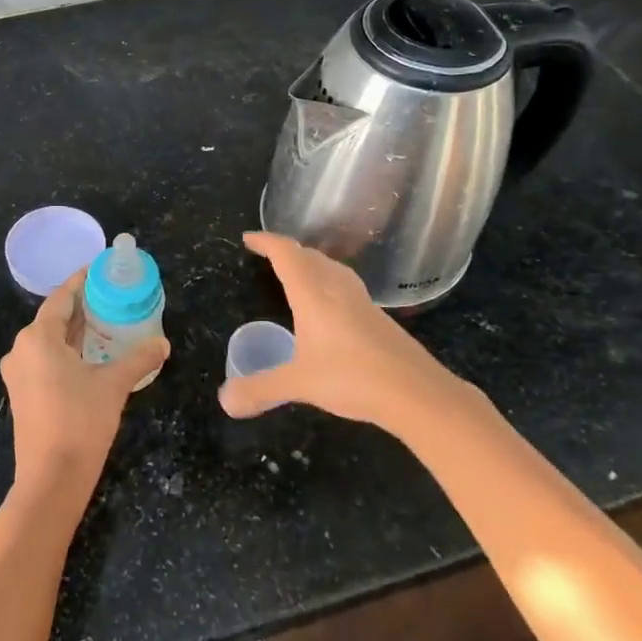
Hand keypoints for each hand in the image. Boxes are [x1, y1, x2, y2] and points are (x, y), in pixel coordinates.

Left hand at [0, 271, 167, 508]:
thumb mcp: (114, 385)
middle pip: (54, 318)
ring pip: (49, 340)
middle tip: (113, 297)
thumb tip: (163, 343)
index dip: (81, 282)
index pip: (61, 298)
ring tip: (107, 323)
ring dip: (75, 331)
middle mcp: (21, 349)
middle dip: (82, 307)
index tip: (100, 270)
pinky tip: (91, 355)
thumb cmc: (80, 422)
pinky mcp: (23, 394)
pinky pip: (45, 359)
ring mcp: (19, 373)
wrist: (51, 479)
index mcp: (38, 338)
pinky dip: (67, 351)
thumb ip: (139, 359)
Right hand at [220, 231, 489, 434]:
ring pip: (333, 269)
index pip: (286, 254)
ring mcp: (362, 302)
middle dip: (288, 251)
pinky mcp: (378, 318)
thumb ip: (260, 389)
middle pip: (310, 256)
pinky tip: (331, 308)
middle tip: (270, 256)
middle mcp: (337, 289)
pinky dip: (329, 283)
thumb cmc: (352, 378)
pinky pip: (347, 287)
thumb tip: (225, 401)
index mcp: (313, 294)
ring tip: (299, 273)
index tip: (249, 238)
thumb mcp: (298, 384)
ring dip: (312, 263)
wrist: (416, 392)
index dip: (267, 242)